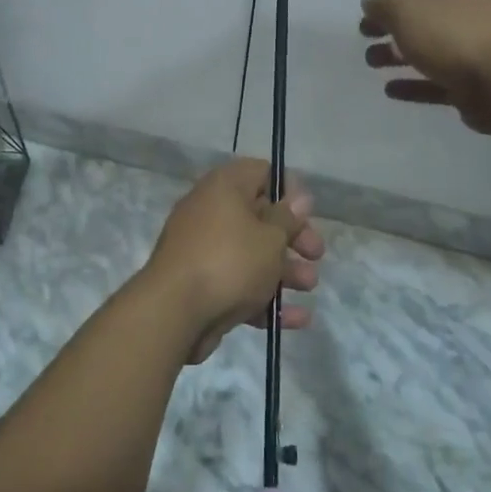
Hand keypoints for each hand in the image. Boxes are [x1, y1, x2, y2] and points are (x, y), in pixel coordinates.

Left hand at [141, 158, 324, 364]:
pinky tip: (296, 318)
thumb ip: (287, 218)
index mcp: (223, 188)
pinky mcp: (201, 284)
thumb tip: (298, 197)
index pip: (260, 172)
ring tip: (309, 287)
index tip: (308, 213)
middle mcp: (210, 212)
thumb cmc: (230, 261)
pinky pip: (238, 284)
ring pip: (251, 254)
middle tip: (316, 254)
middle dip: (292, 237)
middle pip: (259, 217)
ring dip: (284, 270)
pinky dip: (265, 298)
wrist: (174, 312)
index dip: (288, 190)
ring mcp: (203, 250)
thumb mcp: (270, 237)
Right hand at [360, 0, 490, 134]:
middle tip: (365, 31)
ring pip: (428, 46)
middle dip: (391, 20)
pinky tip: (390, 90)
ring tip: (371, 61)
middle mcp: (468, 9)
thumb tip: (371, 1)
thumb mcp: (405, 10)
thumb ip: (382, 4)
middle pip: (423, 11)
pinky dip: (414, 82)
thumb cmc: (452, 33)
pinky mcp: (473, 82)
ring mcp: (473, 47)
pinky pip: (436, 79)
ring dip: (396, 53)